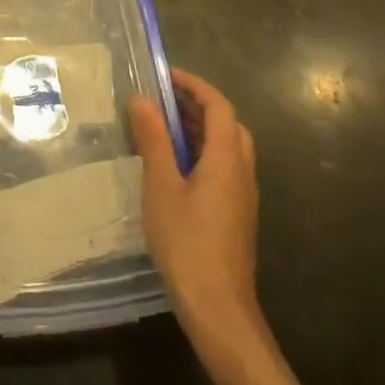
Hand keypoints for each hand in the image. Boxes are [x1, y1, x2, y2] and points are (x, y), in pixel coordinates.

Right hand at [129, 68, 260, 336]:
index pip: (219, 106)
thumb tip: (142, 98)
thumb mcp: (160, 186)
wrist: (218, 308)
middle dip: (198, 105)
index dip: (194, 85)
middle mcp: (242, 172)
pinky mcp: (236, 215)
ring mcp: (243, 196)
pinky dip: (202, 152)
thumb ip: (153, 140)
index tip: (164, 76)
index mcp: (227, 159)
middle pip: (228, 124)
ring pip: (227, 147)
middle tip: (163, 100)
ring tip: (162, 128)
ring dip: (200, 129)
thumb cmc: (187, 243)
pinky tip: (174, 167)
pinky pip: (223, 168)